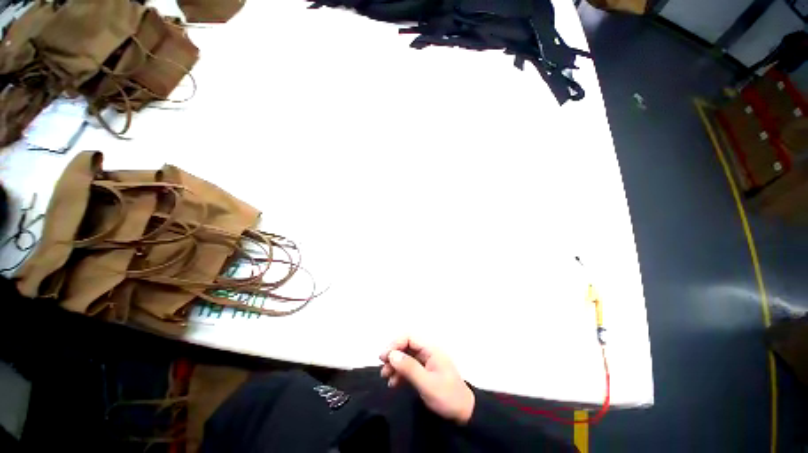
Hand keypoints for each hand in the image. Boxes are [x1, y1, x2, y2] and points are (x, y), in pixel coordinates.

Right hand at [379, 337, 474, 424]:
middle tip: (382, 367)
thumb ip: (409, 368)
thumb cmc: (447, 396)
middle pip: (407, 347)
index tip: (384, 357)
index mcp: (431, 350)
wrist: (464, 414)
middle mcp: (428, 352)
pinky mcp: (425, 372)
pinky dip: (400, 373)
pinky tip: (393, 383)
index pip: (409, 338)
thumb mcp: (427, 383)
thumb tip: (392, 355)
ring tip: (385, 376)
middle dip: (394, 355)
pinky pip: (410, 368)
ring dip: (395, 365)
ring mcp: (426, 362)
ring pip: (407, 357)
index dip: (395, 344)